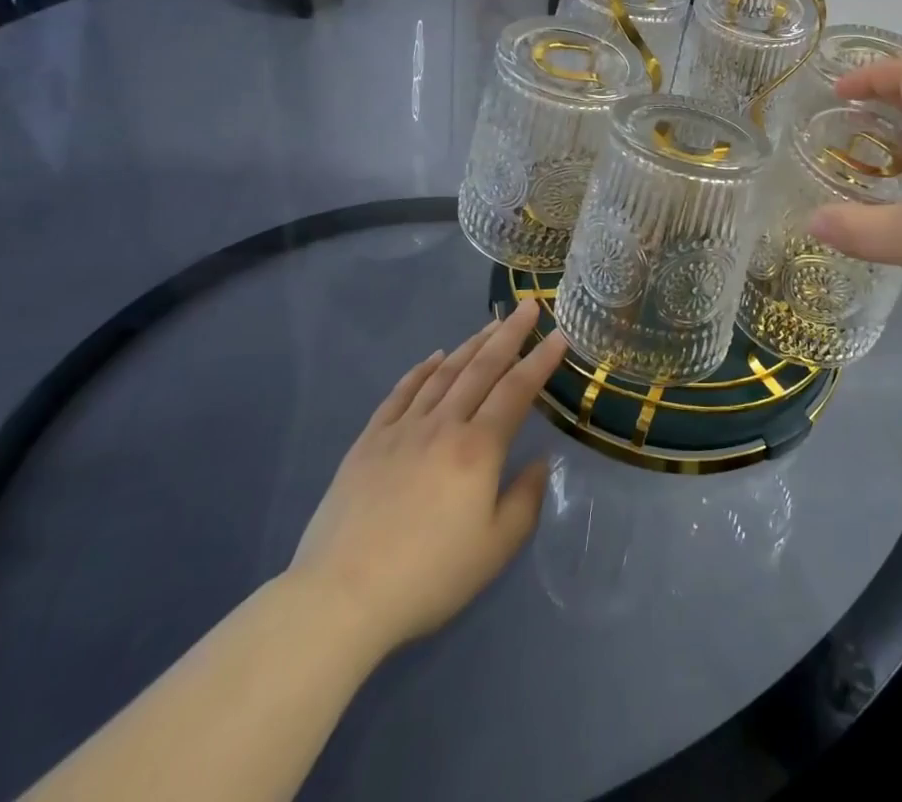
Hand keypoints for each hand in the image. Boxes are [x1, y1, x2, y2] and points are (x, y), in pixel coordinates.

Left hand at [288, 300, 566, 656]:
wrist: (341, 596)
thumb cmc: (428, 577)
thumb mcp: (495, 550)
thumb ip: (525, 500)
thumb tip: (540, 462)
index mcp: (478, 448)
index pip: (517, 390)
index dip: (541, 360)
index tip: (560, 334)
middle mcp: (443, 425)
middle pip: (482, 368)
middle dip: (509, 334)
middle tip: (528, 306)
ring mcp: (402, 428)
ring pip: (444, 373)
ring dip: (471, 344)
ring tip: (490, 324)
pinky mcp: (370, 440)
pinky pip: (401, 392)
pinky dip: (422, 370)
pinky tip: (434, 358)